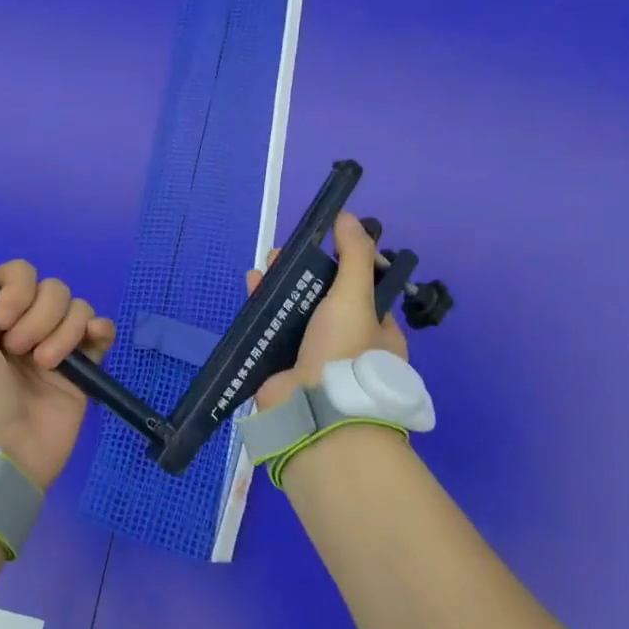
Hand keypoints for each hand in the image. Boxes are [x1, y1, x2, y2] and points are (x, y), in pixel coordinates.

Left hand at [0, 243, 115, 488]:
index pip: (18, 273)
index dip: (15, 290)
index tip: (1, 321)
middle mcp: (23, 324)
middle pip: (50, 288)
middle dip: (38, 316)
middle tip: (18, 350)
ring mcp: (55, 345)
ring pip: (76, 306)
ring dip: (62, 332)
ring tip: (44, 365)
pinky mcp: (82, 367)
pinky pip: (100, 329)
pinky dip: (98, 330)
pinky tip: (88, 346)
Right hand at [249, 212, 407, 411]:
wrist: (315, 412)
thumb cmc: (345, 351)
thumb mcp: (355, 296)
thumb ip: (354, 255)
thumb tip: (348, 216)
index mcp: (377, 331)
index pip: (363, 290)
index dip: (343, 265)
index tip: (323, 246)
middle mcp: (347, 343)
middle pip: (324, 298)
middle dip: (304, 272)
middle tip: (283, 254)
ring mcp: (313, 356)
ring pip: (295, 312)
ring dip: (280, 286)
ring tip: (264, 266)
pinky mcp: (283, 365)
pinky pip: (272, 330)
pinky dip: (262, 308)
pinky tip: (251, 288)